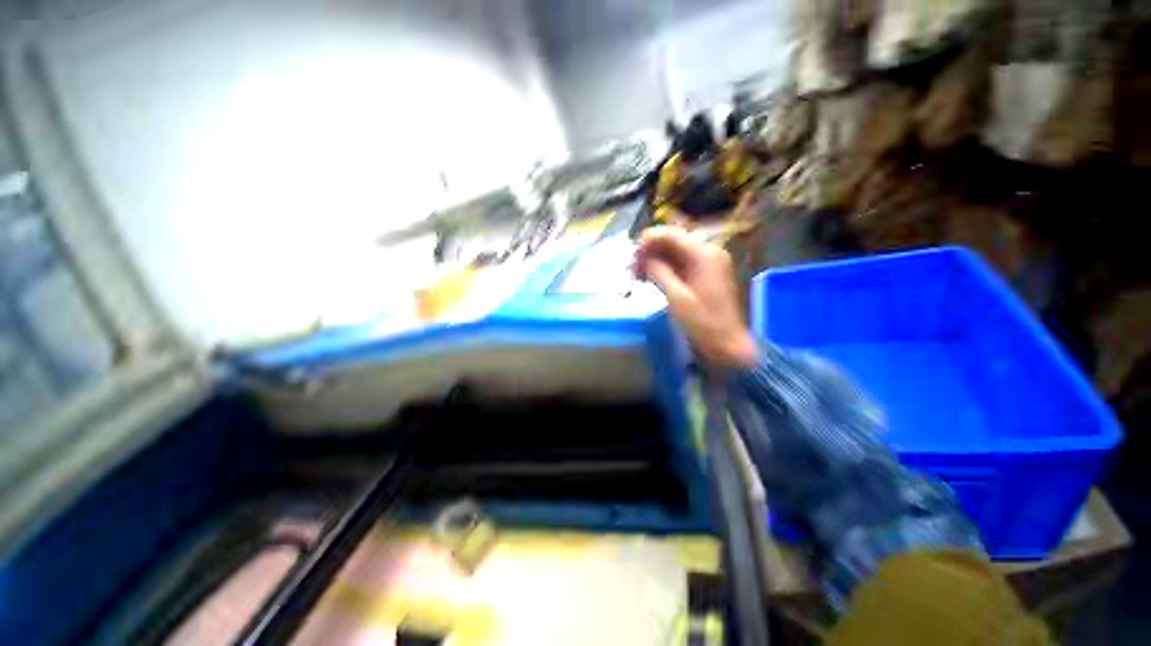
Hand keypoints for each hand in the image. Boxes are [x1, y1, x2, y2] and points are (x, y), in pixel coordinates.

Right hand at [635, 227, 758, 367]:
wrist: (727, 345)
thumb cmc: (703, 323)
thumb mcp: (676, 298)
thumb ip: (659, 272)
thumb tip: (644, 257)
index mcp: (704, 255)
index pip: (671, 235)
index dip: (648, 240)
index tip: (630, 253)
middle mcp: (708, 252)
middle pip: (673, 242)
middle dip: (649, 252)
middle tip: (630, 266)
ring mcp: (708, 263)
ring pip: (675, 253)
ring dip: (654, 260)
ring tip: (635, 273)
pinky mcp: (705, 275)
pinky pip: (681, 265)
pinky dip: (664, 269)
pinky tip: (649, 278)